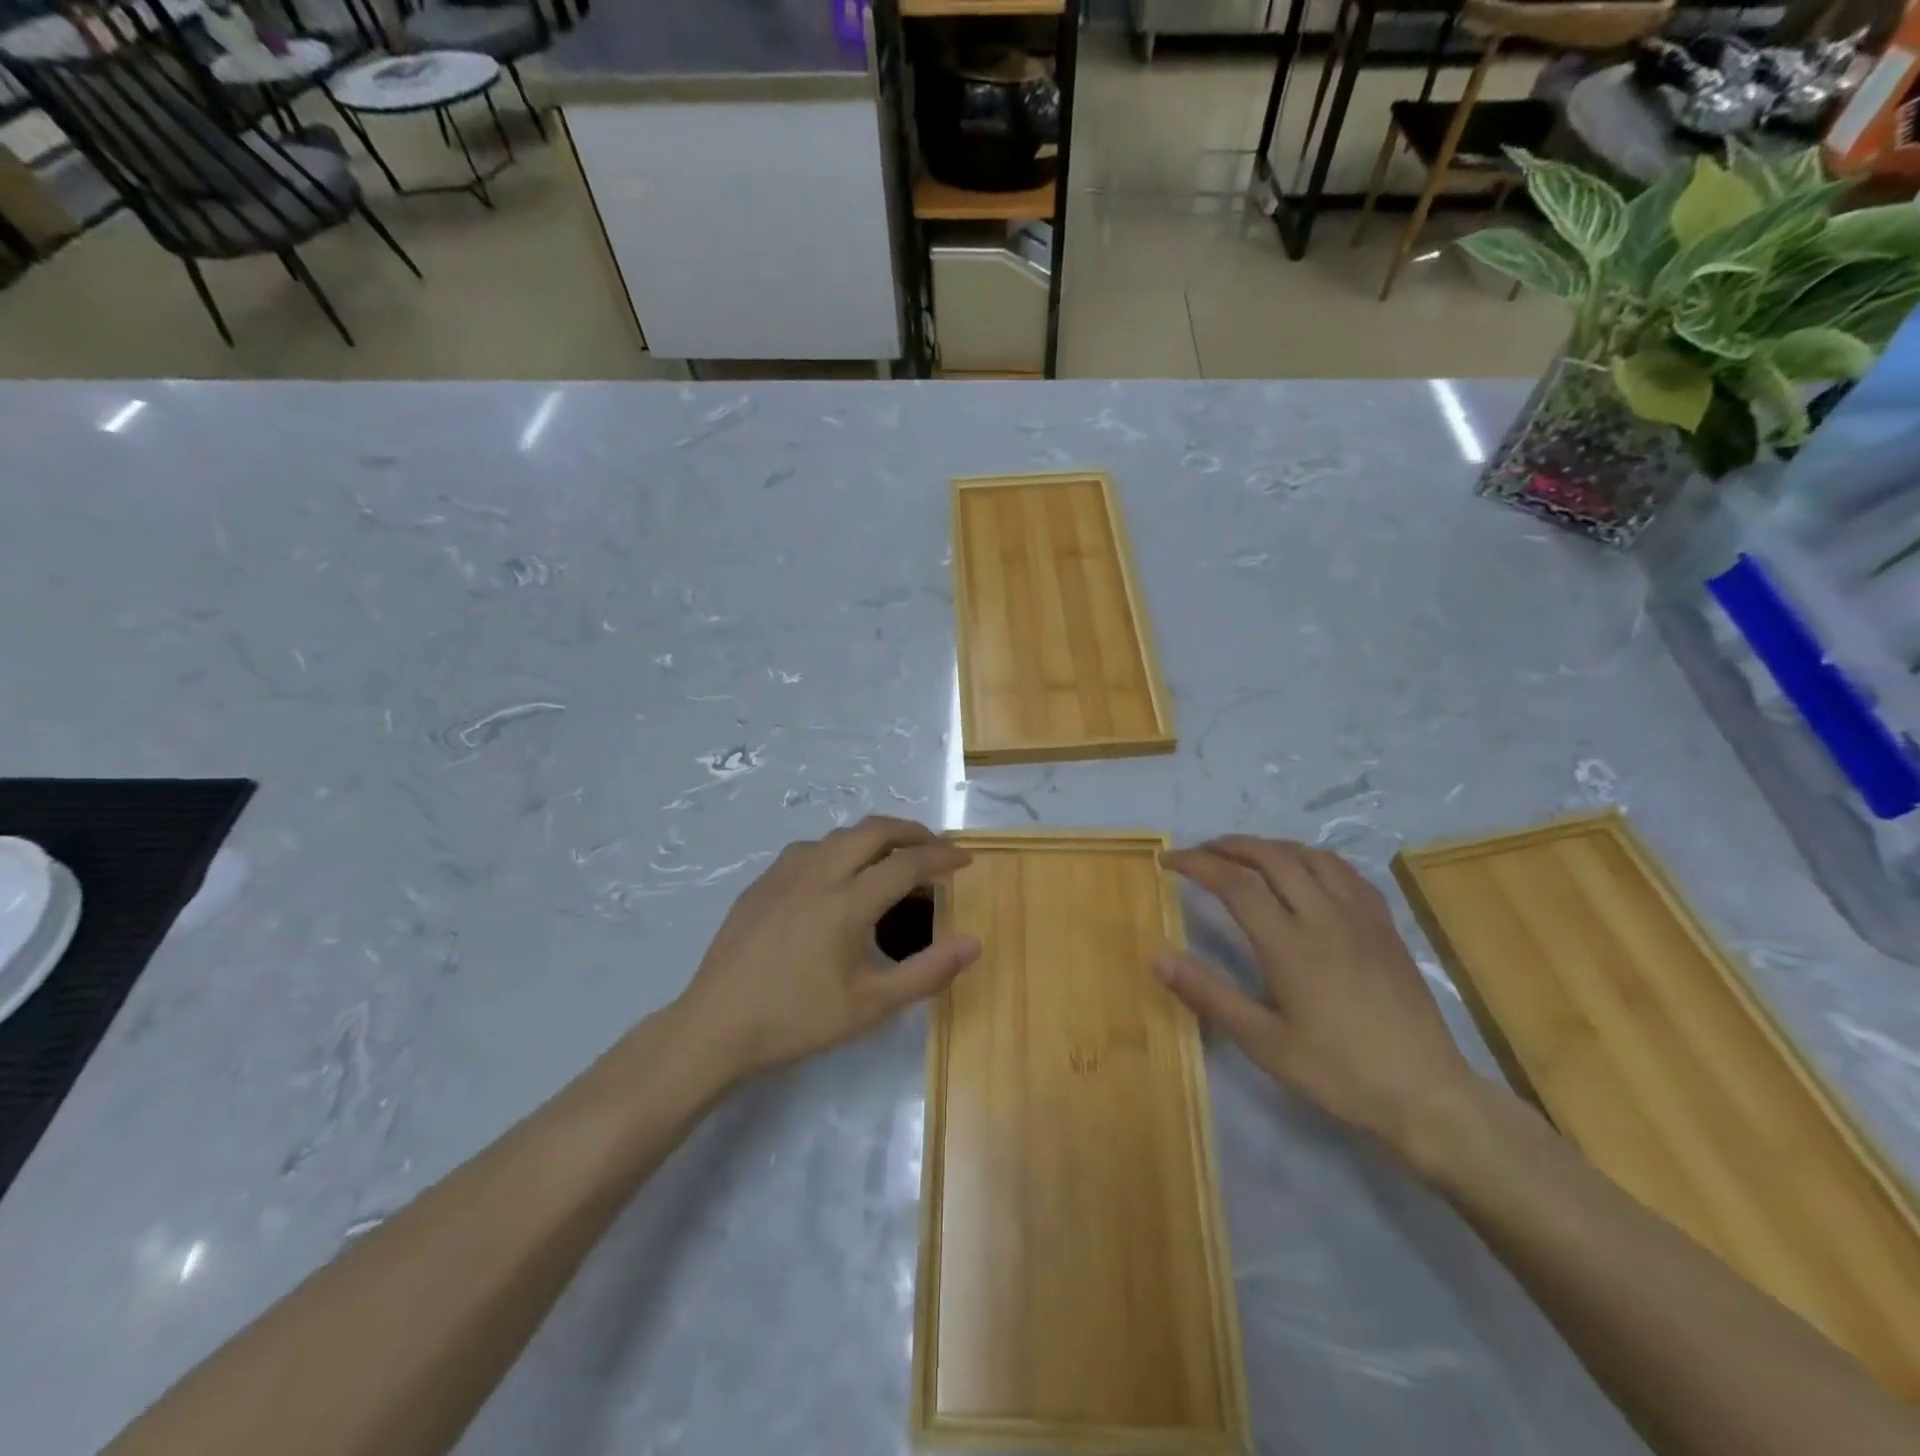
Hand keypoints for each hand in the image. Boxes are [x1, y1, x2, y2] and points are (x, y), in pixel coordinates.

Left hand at [673, 817, 979, 1084]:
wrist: (716, 1026)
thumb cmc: (799, 1019)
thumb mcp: (872, 1005)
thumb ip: (928, 972)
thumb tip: (973, 943)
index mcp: (848, 900)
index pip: (908, 862)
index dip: (942, 857)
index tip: (965, 859)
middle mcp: (818, 872)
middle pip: (874, 830)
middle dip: (911, 831)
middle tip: (933, 848)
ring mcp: (784, 873)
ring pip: (839, 835)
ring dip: (873, 837)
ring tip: (890, 859)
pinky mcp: (761, 883)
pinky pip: (810, 849)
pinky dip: (840, 849)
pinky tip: (837, 877)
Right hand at [1155, 835, 1477, 1161]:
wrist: (1427, 1095)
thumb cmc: (1338, 1072)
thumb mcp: (1264, 1042)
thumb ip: (1208, 994)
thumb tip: (1156, 957)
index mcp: (1290, 944)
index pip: (1234, 884)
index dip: (1196, 863)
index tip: (1168, 860)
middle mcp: (1325, 917)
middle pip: (1272, 856)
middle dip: (1230, 846)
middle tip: (1202, 852)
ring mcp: (1361, 917)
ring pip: (1311, 856)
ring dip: (1271, 847)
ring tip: (1247, 856)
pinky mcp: (1385, 926)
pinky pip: (1346, 872)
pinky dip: (1314, 859)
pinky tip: (1306, 873)